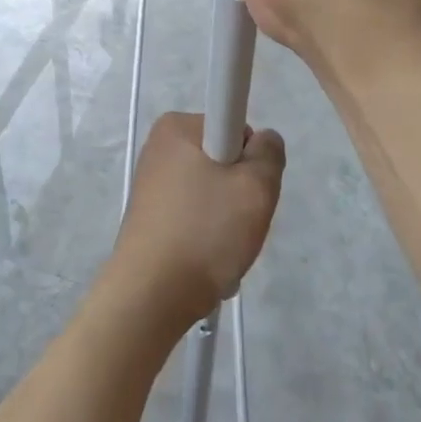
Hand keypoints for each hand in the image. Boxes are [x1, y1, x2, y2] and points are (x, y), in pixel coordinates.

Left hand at [108, 112, 284, 328]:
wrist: (151, 295)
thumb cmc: (204, 231)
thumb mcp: (256, 187)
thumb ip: (270, 153)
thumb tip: (264, 140)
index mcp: (176, 126)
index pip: (234, 126)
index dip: (251, 158)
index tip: (248, 189)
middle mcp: (159, 147)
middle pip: (224, 160)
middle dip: (239, 192)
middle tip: (240, 223)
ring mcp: (151, 182)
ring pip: (211, 192)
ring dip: (227, 220)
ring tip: (222, 248)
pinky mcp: (150, 215)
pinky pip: (194, 215)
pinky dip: (207, 235)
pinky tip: (207, 260)